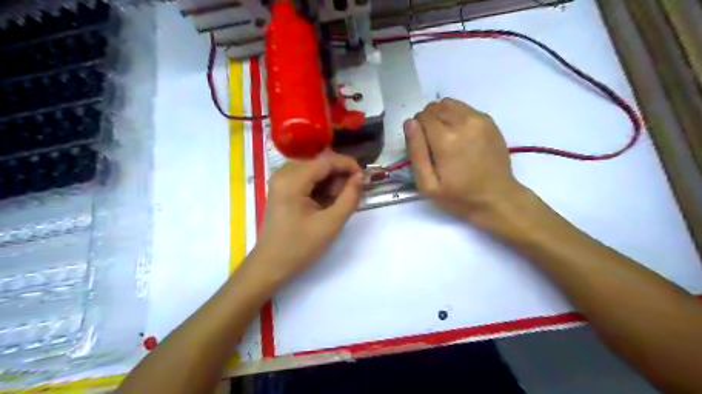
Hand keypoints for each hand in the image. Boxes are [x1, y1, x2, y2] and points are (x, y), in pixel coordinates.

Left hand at [252, 149, 361, 282]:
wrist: (271, 264)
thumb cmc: (300, 247)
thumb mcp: (330, 224)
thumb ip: (349, 198)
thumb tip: (360, 177)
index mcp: (291, 181)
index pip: (326, 160)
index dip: (348, 165)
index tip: (364, 178)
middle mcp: (283, 173)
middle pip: (319, 162)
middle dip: (338, 175)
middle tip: (349, 195)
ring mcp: (280, 180)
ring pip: (314, 169)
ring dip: (330, 181)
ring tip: (336, 202)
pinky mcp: (281, 187)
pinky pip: (306, 177)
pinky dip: (320, 186)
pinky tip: (325, 203)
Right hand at [403, 99, 522, 223]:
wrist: (497, 198)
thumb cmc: (459, 195)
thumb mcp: (427, 184)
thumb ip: (416, 151)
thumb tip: (409, 123)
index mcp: (445, 139)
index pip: (421, 117)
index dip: (417, 131)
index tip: (423, 147)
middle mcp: (463, 122)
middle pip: (434, 107)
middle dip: (428, 122)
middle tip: (433, 144)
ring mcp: (478, 119)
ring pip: (448, 103)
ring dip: (441, 116)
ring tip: (446, 138)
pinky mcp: (488, 120)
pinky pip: (463, 108)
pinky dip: (456, 116)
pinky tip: (460, 136)